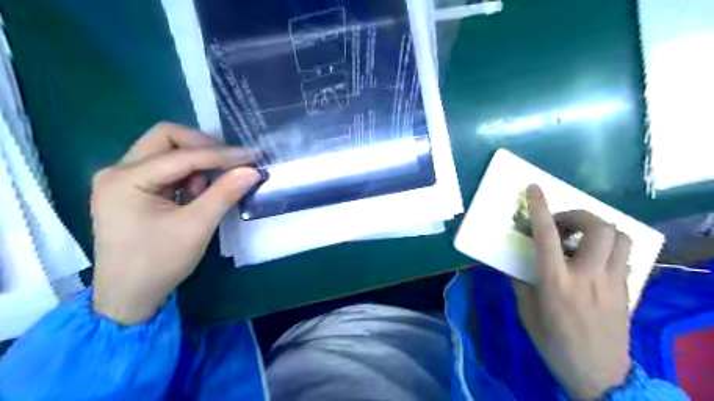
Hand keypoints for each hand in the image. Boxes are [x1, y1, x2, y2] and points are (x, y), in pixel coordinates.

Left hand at [89, 122, 259, 325]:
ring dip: (197, 164)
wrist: (129, 296)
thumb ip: (224, 194)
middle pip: (166, 139)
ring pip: (167, 152)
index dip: (220, 154)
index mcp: (126, 179)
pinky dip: (189, 176)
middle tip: (232, 161)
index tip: (252, 157)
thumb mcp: (196, 227)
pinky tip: (199, 195)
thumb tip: (252, 170)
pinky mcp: (134, 190)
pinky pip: (167, 170)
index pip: (181, 155)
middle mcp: (119, 171)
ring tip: (212, 189)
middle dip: (204, 147)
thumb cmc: (159, 263)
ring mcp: (124, 180)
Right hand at [513, 185, 629, 400]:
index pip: (548, 236)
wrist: (598, 374)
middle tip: (562, 225)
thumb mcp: (526, 310)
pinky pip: (624, 255)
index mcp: (556, 282)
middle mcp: (588, 276)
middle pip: (597, 227)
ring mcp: (613, 282)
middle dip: (578, 215)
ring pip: (619, 237)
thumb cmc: (553, 341)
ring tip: (580, 238)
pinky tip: (594, 258)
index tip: (534, 189)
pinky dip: (608, 246)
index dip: (540, 208)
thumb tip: (512, 259)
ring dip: (598, 228)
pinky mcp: (627, 289)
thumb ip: (520, 280)